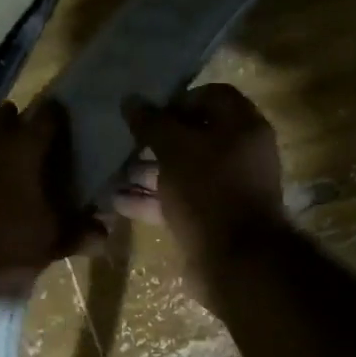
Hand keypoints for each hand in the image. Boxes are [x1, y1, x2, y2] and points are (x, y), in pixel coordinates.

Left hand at [0, 101, 102, 290]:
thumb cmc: (1, 239)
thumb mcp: (50, 242)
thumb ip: (80, 234)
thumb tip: (105, 232)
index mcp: (25, 145)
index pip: (50, 113)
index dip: (65, 118)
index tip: (78, 130)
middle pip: (14, 117)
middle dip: (30, 127)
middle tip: (50, 151)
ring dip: (7, 150)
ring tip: (25, 177)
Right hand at [116, 83, 285, 285]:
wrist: (235, 261)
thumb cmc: (208, 191)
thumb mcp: (175, 150)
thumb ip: (152, 123)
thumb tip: (130, 100)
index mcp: (243, 127)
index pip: (212, 96)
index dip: (178, 100)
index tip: (148, 111)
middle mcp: (239, 155)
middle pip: (194, 137)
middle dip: (156, 140)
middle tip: (124, 142)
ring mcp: (225, 190)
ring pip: (182, 172)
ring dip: (147, 172)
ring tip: (112, 172)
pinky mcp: (210, 220)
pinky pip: (178, 201)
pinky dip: (151, 200)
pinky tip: (117, 202)